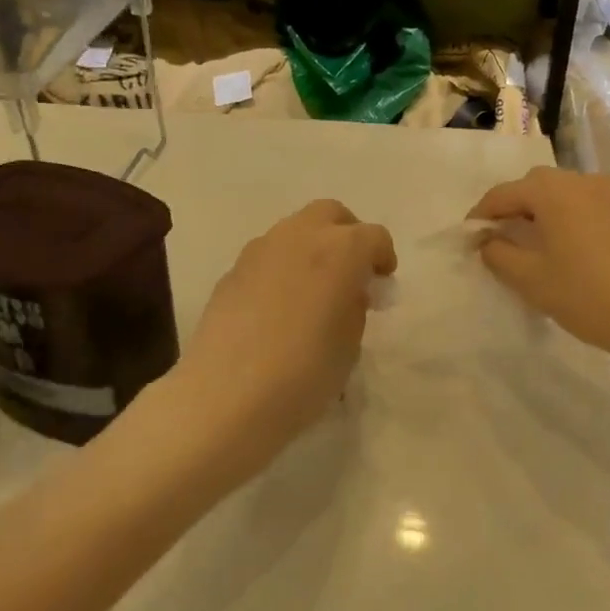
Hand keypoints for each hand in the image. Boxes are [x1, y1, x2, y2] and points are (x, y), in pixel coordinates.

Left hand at [167, 200, 395, 478]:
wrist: (226, 396)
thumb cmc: (304, 373)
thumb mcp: (349, 344)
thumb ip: (355, 307)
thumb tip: (348, 292)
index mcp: (340, 250)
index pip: (374, 236)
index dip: (383, 257)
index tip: (382, 283)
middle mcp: (299, 236)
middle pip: (330, 214)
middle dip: (347, 235)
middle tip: (351, 272)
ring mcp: (259, 250)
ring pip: (294, 230)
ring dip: (311, 248)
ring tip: (313, 290)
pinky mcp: (231, 271)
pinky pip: (267, 257)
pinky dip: (282, 268)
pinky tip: (278, 307)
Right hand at [469, 167, 609, 361]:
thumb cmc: (585, 294)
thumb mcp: (529, 278)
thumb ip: (497, 253)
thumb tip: (486, 240)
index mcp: (551, 190)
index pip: (502, 194)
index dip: (480, 215)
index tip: (467, 238)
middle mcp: (579, 180)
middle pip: (532, 186)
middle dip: (510, 208)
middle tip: (496, 239)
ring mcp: (607, 193)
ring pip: (559, 193)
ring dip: (538, 211)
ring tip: (526, 243)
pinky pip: (581, 203)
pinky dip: (563, 216)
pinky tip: (560, 245)